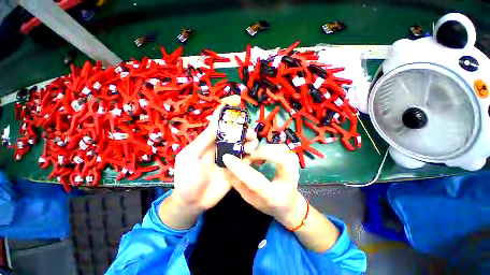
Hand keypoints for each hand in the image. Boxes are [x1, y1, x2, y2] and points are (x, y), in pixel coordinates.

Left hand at [160, 95, 258, 228]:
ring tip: (251, 147)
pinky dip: (252, 154)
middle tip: (249, 134)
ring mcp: (230, 156)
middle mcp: (222, 145)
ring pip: (244, 143)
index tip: (236, 99)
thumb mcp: (190, 156)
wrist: (193, 201)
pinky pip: (247, 158)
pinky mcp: (237, 167)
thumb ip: (204, 140)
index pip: (219, 120)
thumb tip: (217, 122)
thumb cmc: (187, 178)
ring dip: (250, 141)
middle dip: (244, 128)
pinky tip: (253, 157)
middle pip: (236, 131)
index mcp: (209, 140)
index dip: (227, 108)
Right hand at [222, 144, 306, 228]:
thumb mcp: (250, 199)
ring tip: (256, 156)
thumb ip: (239, 185)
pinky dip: (271, 147)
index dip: (240, 169)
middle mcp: (288, 182)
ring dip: (265, 149)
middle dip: (261, 153)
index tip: (227, 157)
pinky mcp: (294, 161)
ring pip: (282, 150)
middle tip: (250, 156)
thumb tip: (227, 169)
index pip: (256, 182)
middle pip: (281, 160)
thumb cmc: (268, 204)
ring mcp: (295, 169)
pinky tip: (264, 154)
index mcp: (273, 196)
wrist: (290, 205)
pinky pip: (282, 148)